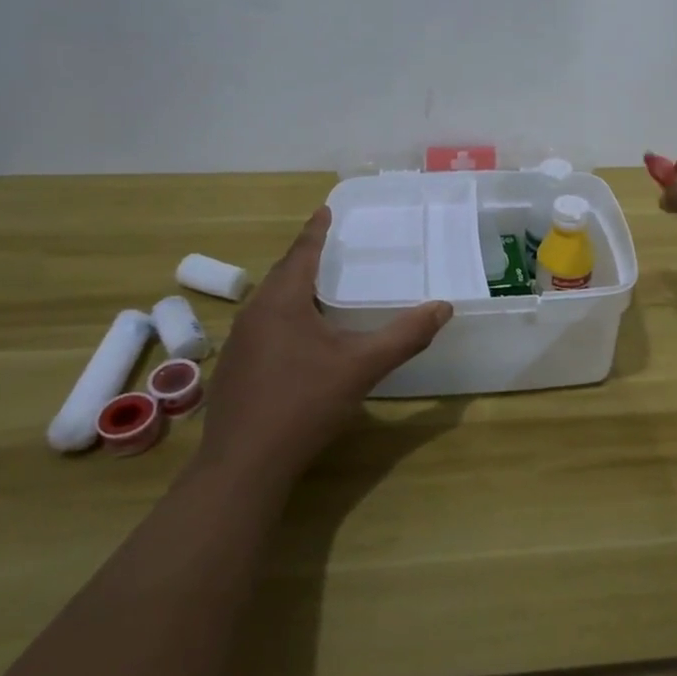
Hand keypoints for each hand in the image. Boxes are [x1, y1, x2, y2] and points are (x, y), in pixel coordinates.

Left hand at [198, 208, 451, 487]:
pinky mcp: (233, 370)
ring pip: (269, 303)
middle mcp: (254, 314)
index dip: (316, 230)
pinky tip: (298, 340)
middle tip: (328, 247)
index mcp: (282, 302)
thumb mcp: (362, 367)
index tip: (325, 209)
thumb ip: (404, 336)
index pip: (302, 252)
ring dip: (293, 289)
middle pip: (282, 274)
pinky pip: (262, 327)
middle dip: (305, 258)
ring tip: (317, 288)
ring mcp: (239, 343)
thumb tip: (443, 307)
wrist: (243, 466)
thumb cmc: (304, 404)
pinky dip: (283, 318)